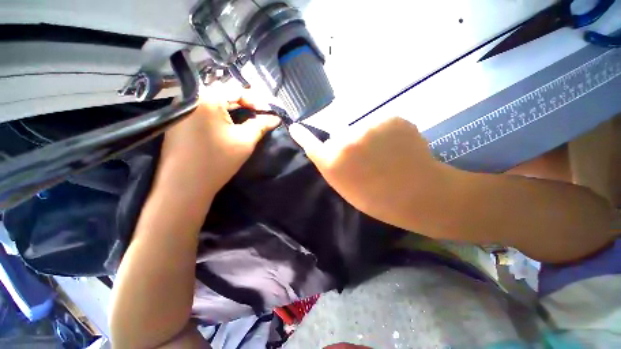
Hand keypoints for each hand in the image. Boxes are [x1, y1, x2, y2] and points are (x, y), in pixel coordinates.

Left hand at [157, 83, 280, 199]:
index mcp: (207, 99)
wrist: (185, 185)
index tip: (267, 111)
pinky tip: (228, 123)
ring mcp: (181, 109)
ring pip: (213, 102)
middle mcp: (191, 98)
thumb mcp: (245, 141)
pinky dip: (219, 114)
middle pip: (224, 94)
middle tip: (259, 114)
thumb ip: (261, 125)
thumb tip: (275, 118)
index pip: (236, 90)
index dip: (255, 99)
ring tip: (247, 118)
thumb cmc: (218, 161)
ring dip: (232, 109)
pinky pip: (203, 110)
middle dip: (244, 104)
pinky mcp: (178, 120)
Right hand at [289, 117, 457, 230]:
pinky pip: (381, 124)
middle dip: (350, 144)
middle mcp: (346, 139)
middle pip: (341, 136)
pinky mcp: (392, 117)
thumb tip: (328, 149)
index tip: (295, 128)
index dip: (303, 135)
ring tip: (385, 154)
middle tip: (367, 159)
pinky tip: (397, 147)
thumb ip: (333, 165)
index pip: (311, 143)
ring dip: (369, 138)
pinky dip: (386, 133)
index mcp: (333, 161)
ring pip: (362, 128)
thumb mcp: (346, 186)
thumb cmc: (377, 198)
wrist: (418, 193)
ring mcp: (370, 125)